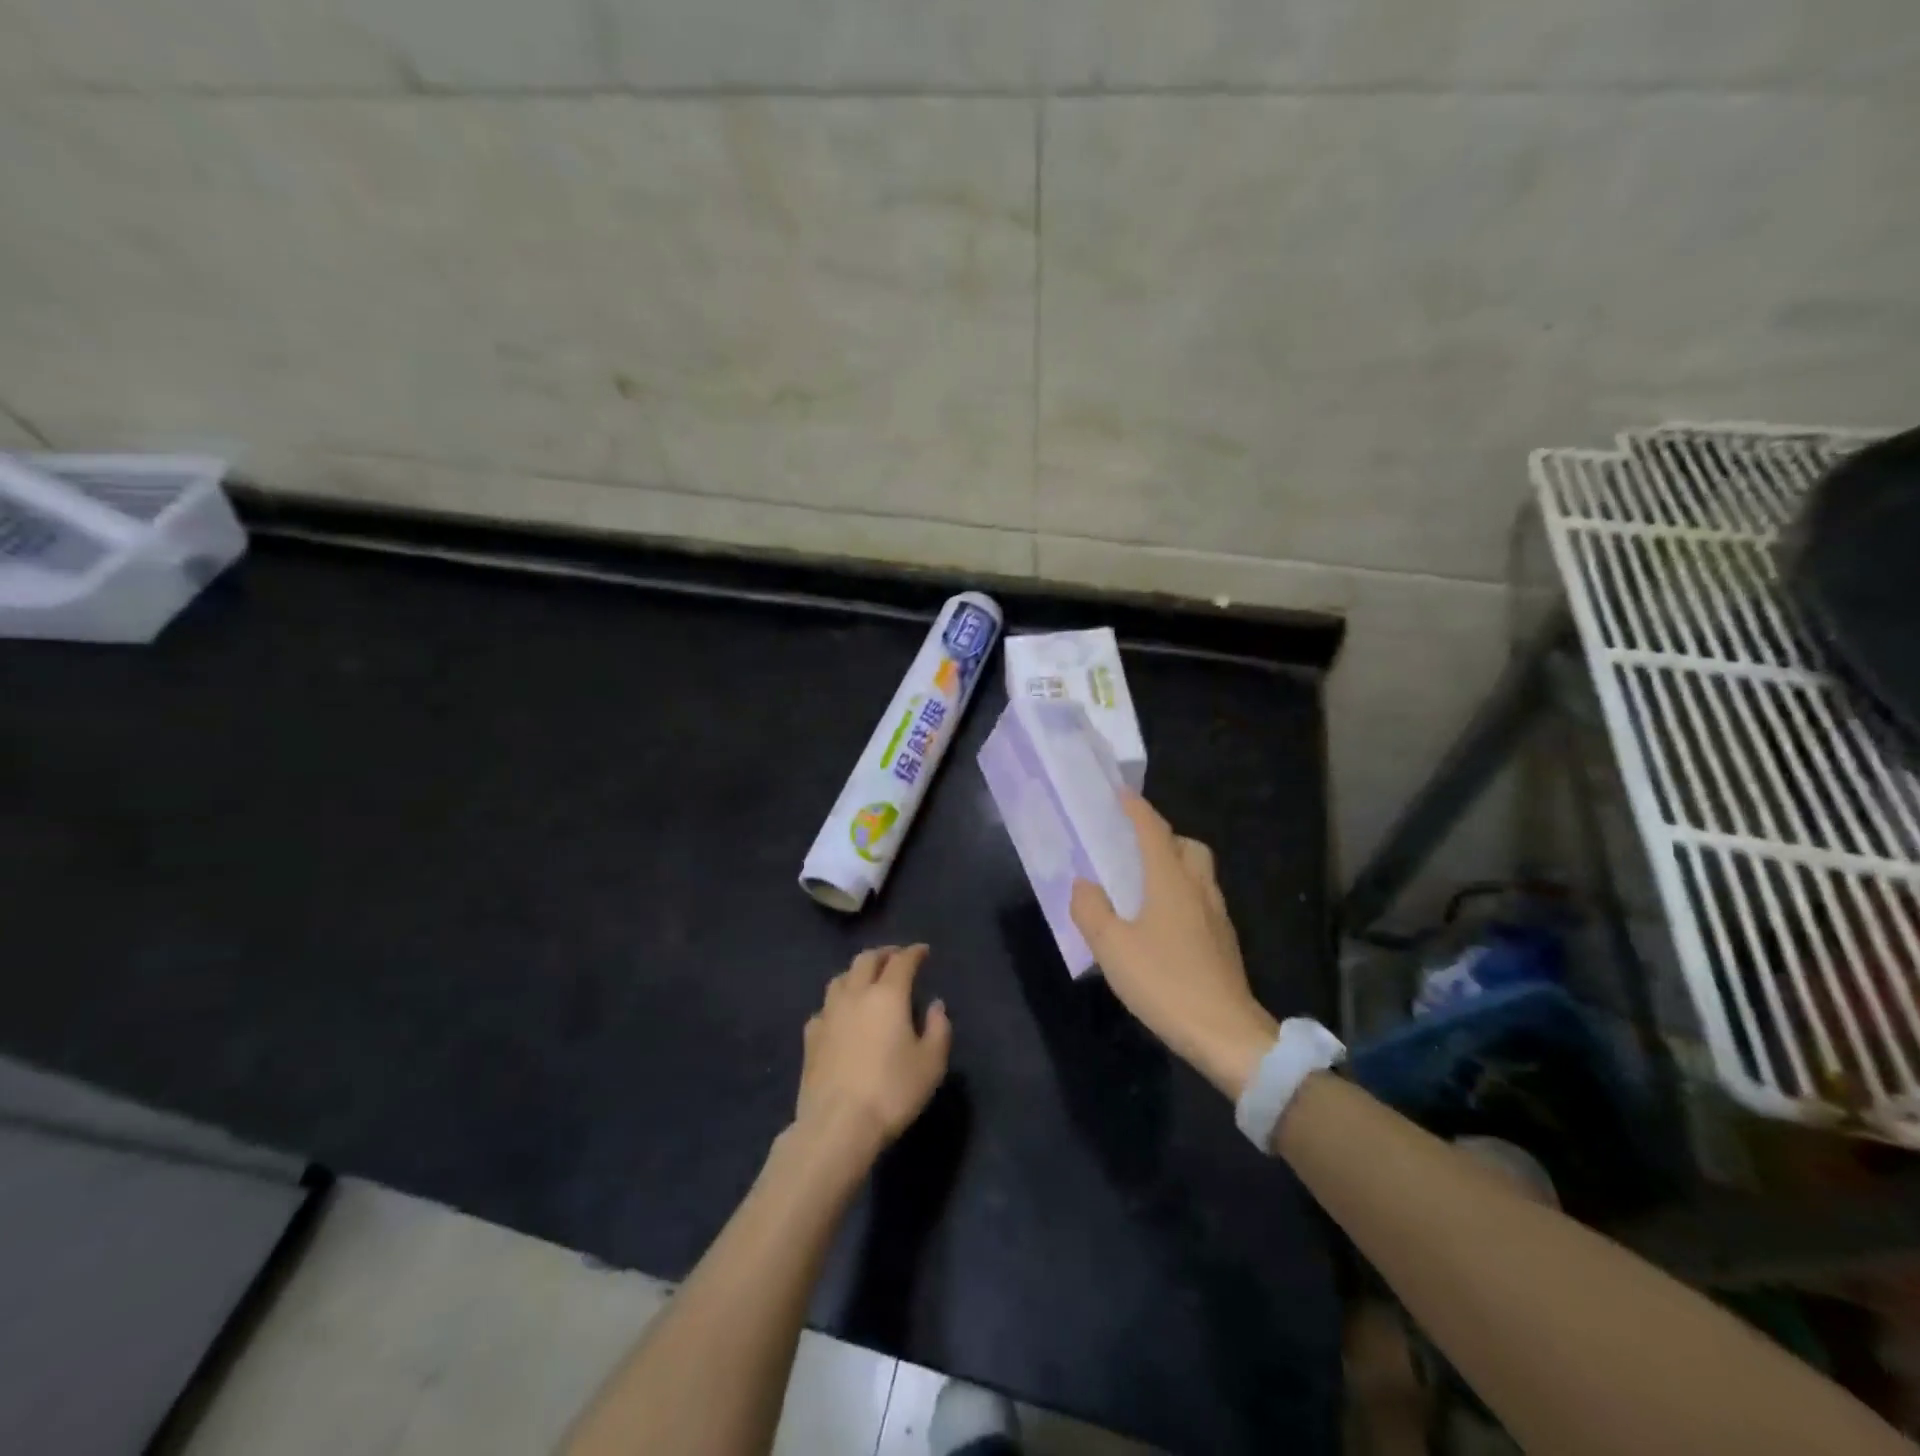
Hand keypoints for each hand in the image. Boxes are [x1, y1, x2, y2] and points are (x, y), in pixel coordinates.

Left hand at [795, 944, 951, 1159]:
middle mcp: (855, 994)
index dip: (914, 952)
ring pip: (841, 978)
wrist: (837, 1124)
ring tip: (866, 980)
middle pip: (866, 960)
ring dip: (857, 972)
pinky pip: (824, 1007)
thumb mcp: (931, 1063)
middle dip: (883, 954)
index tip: (923, 951)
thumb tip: (935, 1005)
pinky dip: (837, 1003)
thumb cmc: (892, 1091)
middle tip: (895, 958)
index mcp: (888, 995)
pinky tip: (840, 1016)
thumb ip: (938, 1028)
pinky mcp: (810, 1037)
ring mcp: (828, 1014)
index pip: (902, 961)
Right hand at [1070, 795, 1277, 1099]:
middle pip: (1188, 846)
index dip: (1136, 809)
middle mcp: (1198, 889)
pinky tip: (1162, 923)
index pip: (1154, 831)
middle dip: (1163, 837)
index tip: (1121, 793)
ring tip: (1143, 885)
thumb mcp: (1112, 948)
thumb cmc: (1165, 982)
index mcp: (1171, 881)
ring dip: (1175, 866)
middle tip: (1134, 848)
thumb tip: (1083, 884)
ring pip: (1198, 873)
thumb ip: (1092, 910)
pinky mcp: (1224, 942)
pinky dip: (1182, 895)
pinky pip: (1201, 900)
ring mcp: (1217, 916)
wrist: (1226, 1034)